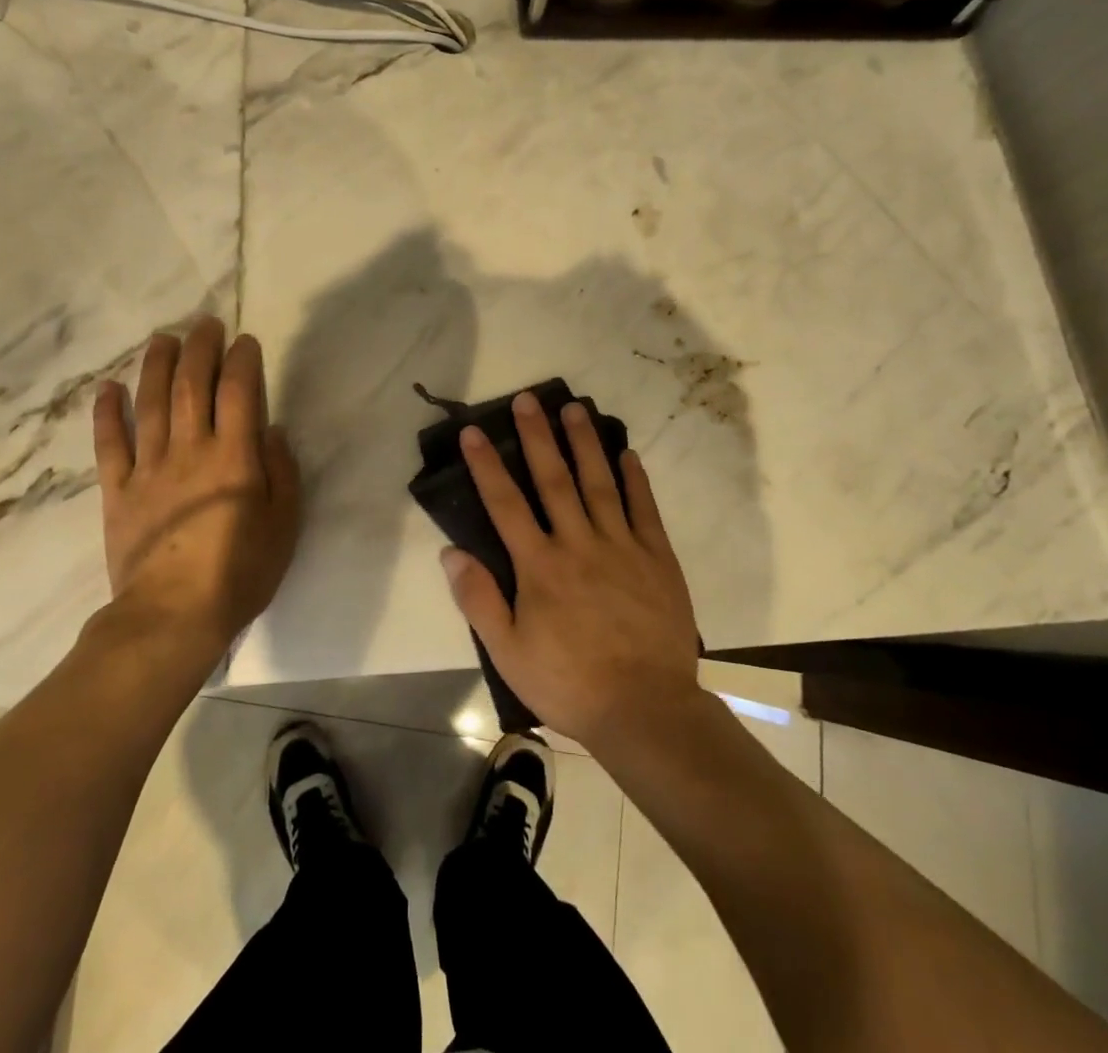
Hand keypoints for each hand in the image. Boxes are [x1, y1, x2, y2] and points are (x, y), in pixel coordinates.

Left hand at [91, 318, 301, 659]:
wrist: (172, 617)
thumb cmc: (240, 573)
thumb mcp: (284, 525)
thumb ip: (282, 473)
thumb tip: (271, 431)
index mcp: (234, 457)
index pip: (239, 392)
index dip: (242, 361)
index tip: (245, 341)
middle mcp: (190, 450)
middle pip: (191, 386)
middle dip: (199, 349)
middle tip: (204, 323)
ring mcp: (148, 468)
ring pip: (150, 404)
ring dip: (155, 366)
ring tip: (162, 338)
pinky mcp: (118, 491)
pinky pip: (110, 445)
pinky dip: (108, 414)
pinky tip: (108, 388)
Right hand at [440, 393, 701, 750]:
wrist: (645, 709)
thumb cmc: (569, 682)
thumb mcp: (509, 653)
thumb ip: (478, 600)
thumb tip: (451, 552)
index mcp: (539, 566)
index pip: (505, 504)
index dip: (487, 465)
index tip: (474, 431)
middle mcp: (578, 544)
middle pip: (554, 479)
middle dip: (538, 436)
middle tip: (529, 398)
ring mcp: (622, 547)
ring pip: (599, 483)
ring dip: (585, 443)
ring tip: (574, 408)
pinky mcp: (657, 558)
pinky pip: (643, 509)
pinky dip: (635, 479)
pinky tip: (627, 453)